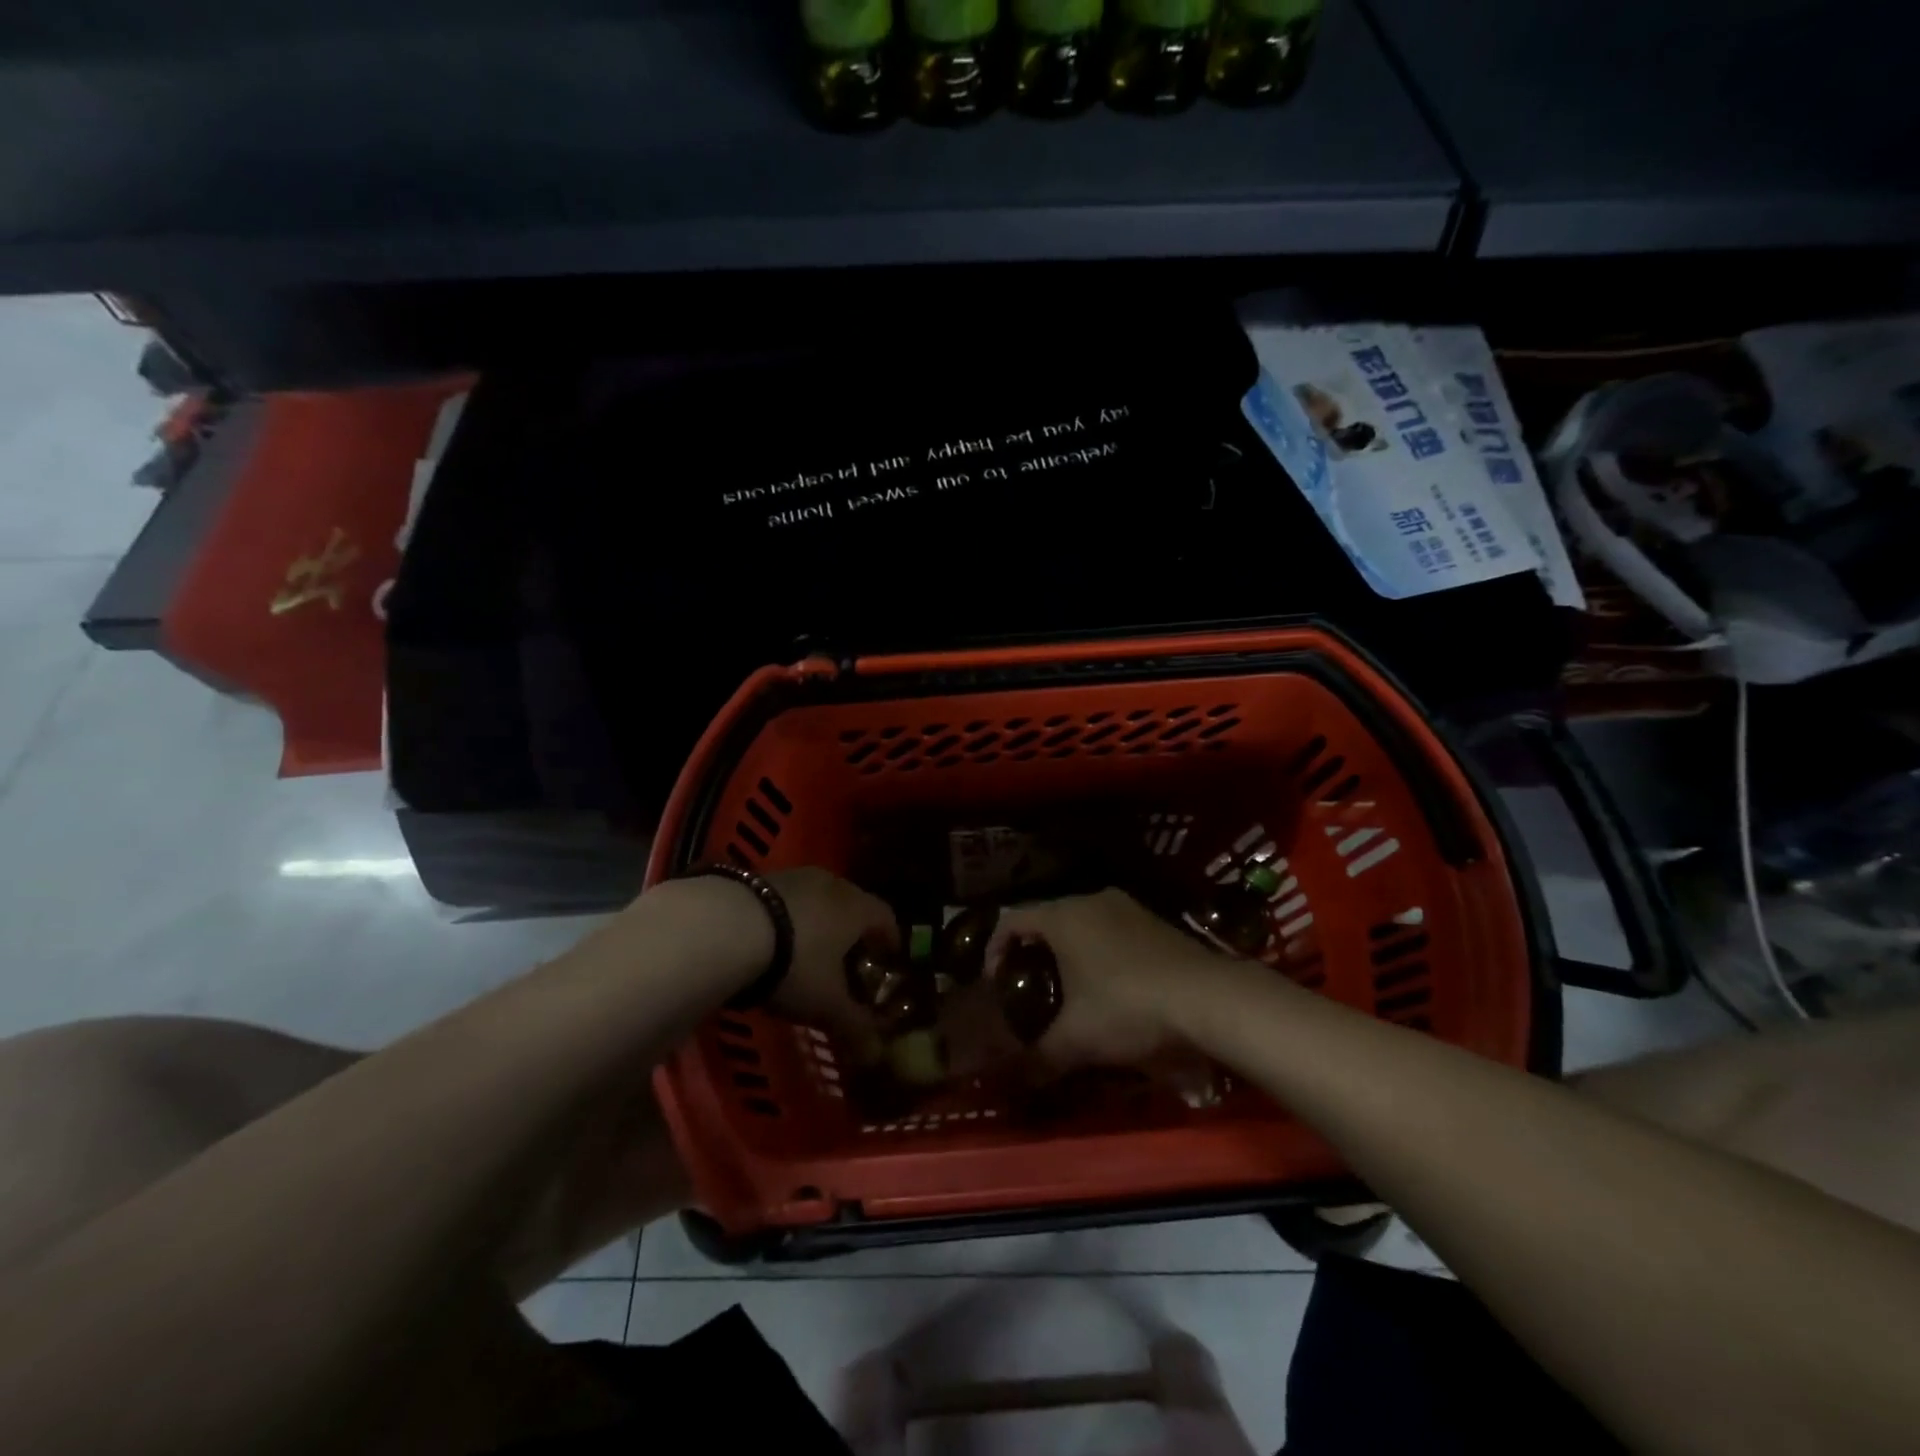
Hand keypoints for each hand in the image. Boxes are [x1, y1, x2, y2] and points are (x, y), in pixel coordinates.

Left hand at [764, 868, 899, 1037]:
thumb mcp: (827, 1004)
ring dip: (817, 922)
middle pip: (851, 904)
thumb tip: (875, 1052)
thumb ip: (854, 1026)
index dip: (890, 940)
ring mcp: (793, 877)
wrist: (728, 927)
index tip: (888, 960)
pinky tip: (770, 942)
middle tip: (847, 960)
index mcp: (857, 907)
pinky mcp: (758, 878)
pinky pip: (784, 899)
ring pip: (816, 899)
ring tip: (806, 952)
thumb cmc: (795, 965)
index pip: (886, 917)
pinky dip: (786, 918)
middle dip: (852, 932)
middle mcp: (831, 884)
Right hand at [984, 888, 1223, 1069]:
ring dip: (1069, 949)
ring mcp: (1128, 907)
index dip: (995, 948)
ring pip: (1083, 922)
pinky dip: (1100, 950)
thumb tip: (1013, 1081)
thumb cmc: (1128, 1008)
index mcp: (1063, 916)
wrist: (1209, 998)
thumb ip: (1039, 1057)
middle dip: (1033, 950)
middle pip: (1047, 917)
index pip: (1012, 919)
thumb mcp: (1077, 1040)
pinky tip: (1111, 985)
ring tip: (1069, 988)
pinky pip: (1112, 929)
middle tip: (1030, 987)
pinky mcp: (1155, 921)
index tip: (996, 982)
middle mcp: (1091, 900)